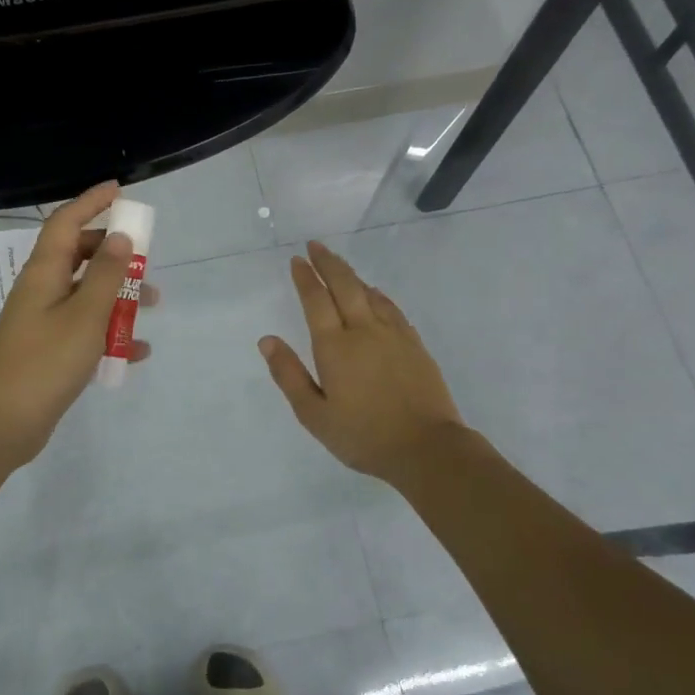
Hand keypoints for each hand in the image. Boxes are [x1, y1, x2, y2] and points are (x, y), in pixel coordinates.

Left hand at [0, 181, 155, 467]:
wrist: (1, 424)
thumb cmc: (44, 362)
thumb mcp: (84, 315)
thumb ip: (105, 275)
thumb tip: (119, 236)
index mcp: (44, 273)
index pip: (65, 222)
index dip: (91, 202)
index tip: (119, 190)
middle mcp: (41, 291)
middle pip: (77, 256)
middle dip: (112, 253)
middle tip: (144, 258)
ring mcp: (43, 322)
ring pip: (85, 295)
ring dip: (117, 295)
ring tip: (151, 306)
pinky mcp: (49, 352)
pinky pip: (84, 331)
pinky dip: (110, 334)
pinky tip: (136, 352)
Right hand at [259, 241, 468, 486]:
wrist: (427, 448)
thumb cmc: (363, 436)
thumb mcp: (314, 414)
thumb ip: (289, 375)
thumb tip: (267, 340)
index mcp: (335, 347)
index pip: (316, 300)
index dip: (305, 278)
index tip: (297, 260)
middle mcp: (364, 331)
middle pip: (345, 285)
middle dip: (328, 263)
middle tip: (315, 246)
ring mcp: (393, 335)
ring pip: (370, 293)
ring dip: (351, 275)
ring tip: (339, 266)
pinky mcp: (414, 344)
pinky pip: (391, 308)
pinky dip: (377, 294)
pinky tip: (374, 295)